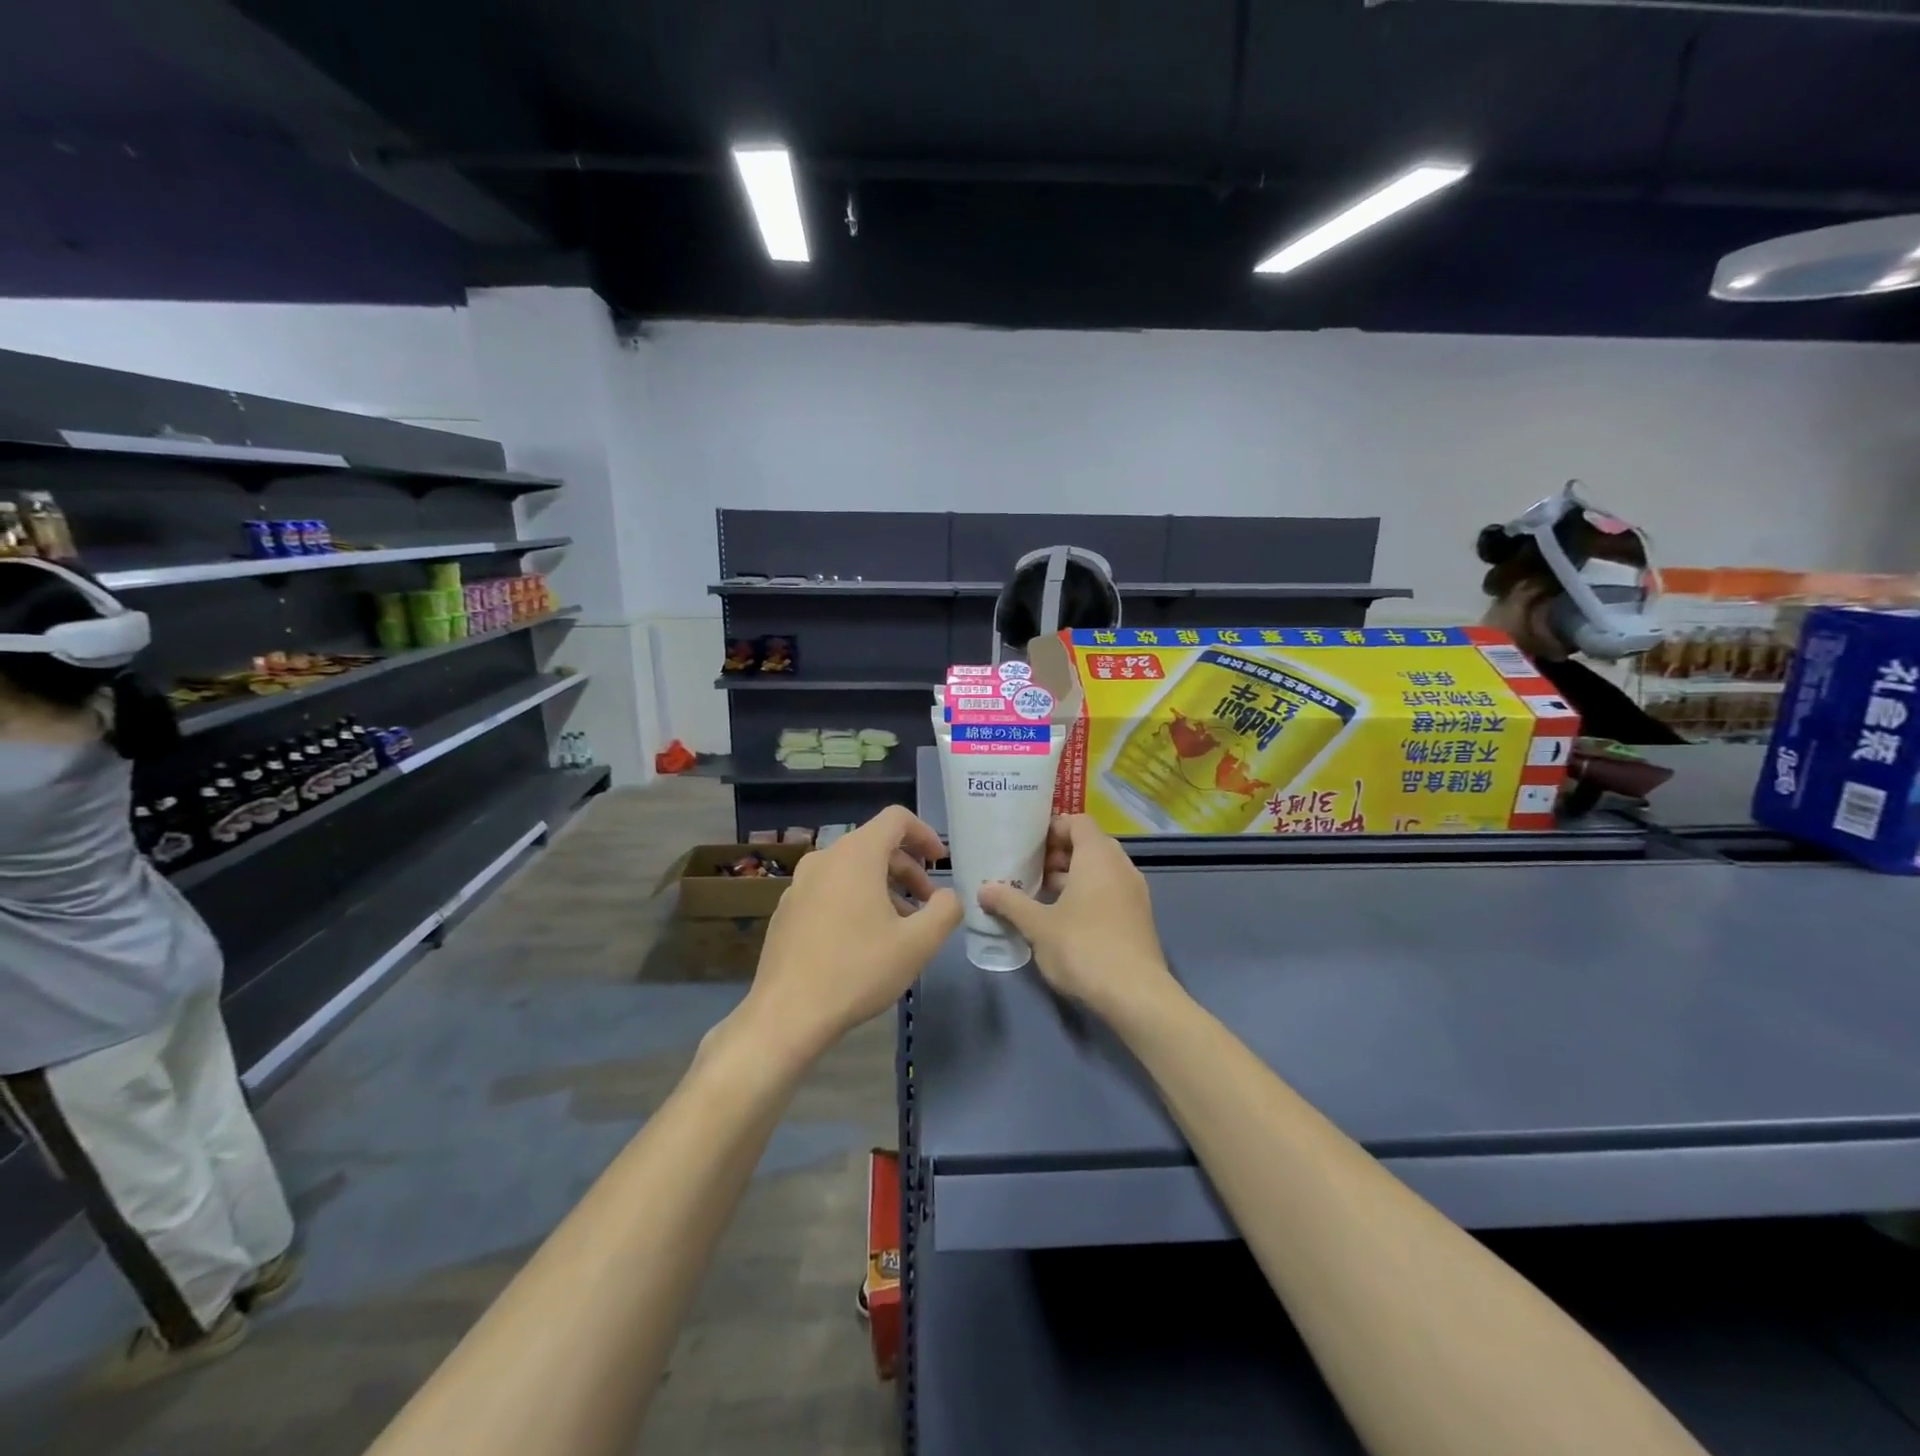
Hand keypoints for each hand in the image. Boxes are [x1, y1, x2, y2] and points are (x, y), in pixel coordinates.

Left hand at [739, 806, 961, 1061]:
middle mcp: (824, 859)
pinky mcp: (787, 910)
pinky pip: (829, 890)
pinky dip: (855, 900)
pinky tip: (864, 941)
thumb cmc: (857, 970)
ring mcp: (799, 884)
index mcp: (856, 855)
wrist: (786, 1014)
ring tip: (900, 926)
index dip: (925, 834)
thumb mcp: (918, 943)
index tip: (941, 862)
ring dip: (883, 887)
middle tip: (928, 903)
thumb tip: (949, 897)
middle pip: (874, 845)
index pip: (896, 819)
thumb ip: (945, 911)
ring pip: (851, 869)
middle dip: (908, 869)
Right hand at [977, 815, 1175, 1018]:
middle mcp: (1121, 866)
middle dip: (1059, 854)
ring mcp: (1134, 892)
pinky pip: (1110, 890)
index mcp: (1098, 856)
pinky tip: (1064, 918)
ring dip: (1072, 876)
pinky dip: (1088, 894)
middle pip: (1089, 844)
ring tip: (1041, 894)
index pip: (1077, 822)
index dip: (1052, 828)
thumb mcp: (1038, 925)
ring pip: (1100, 870)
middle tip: (1029, 869)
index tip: (1027, 844)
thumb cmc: (1083, 947)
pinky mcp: (1138, 917)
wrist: (1136, 995)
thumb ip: (1011, 903)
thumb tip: (983, 890)